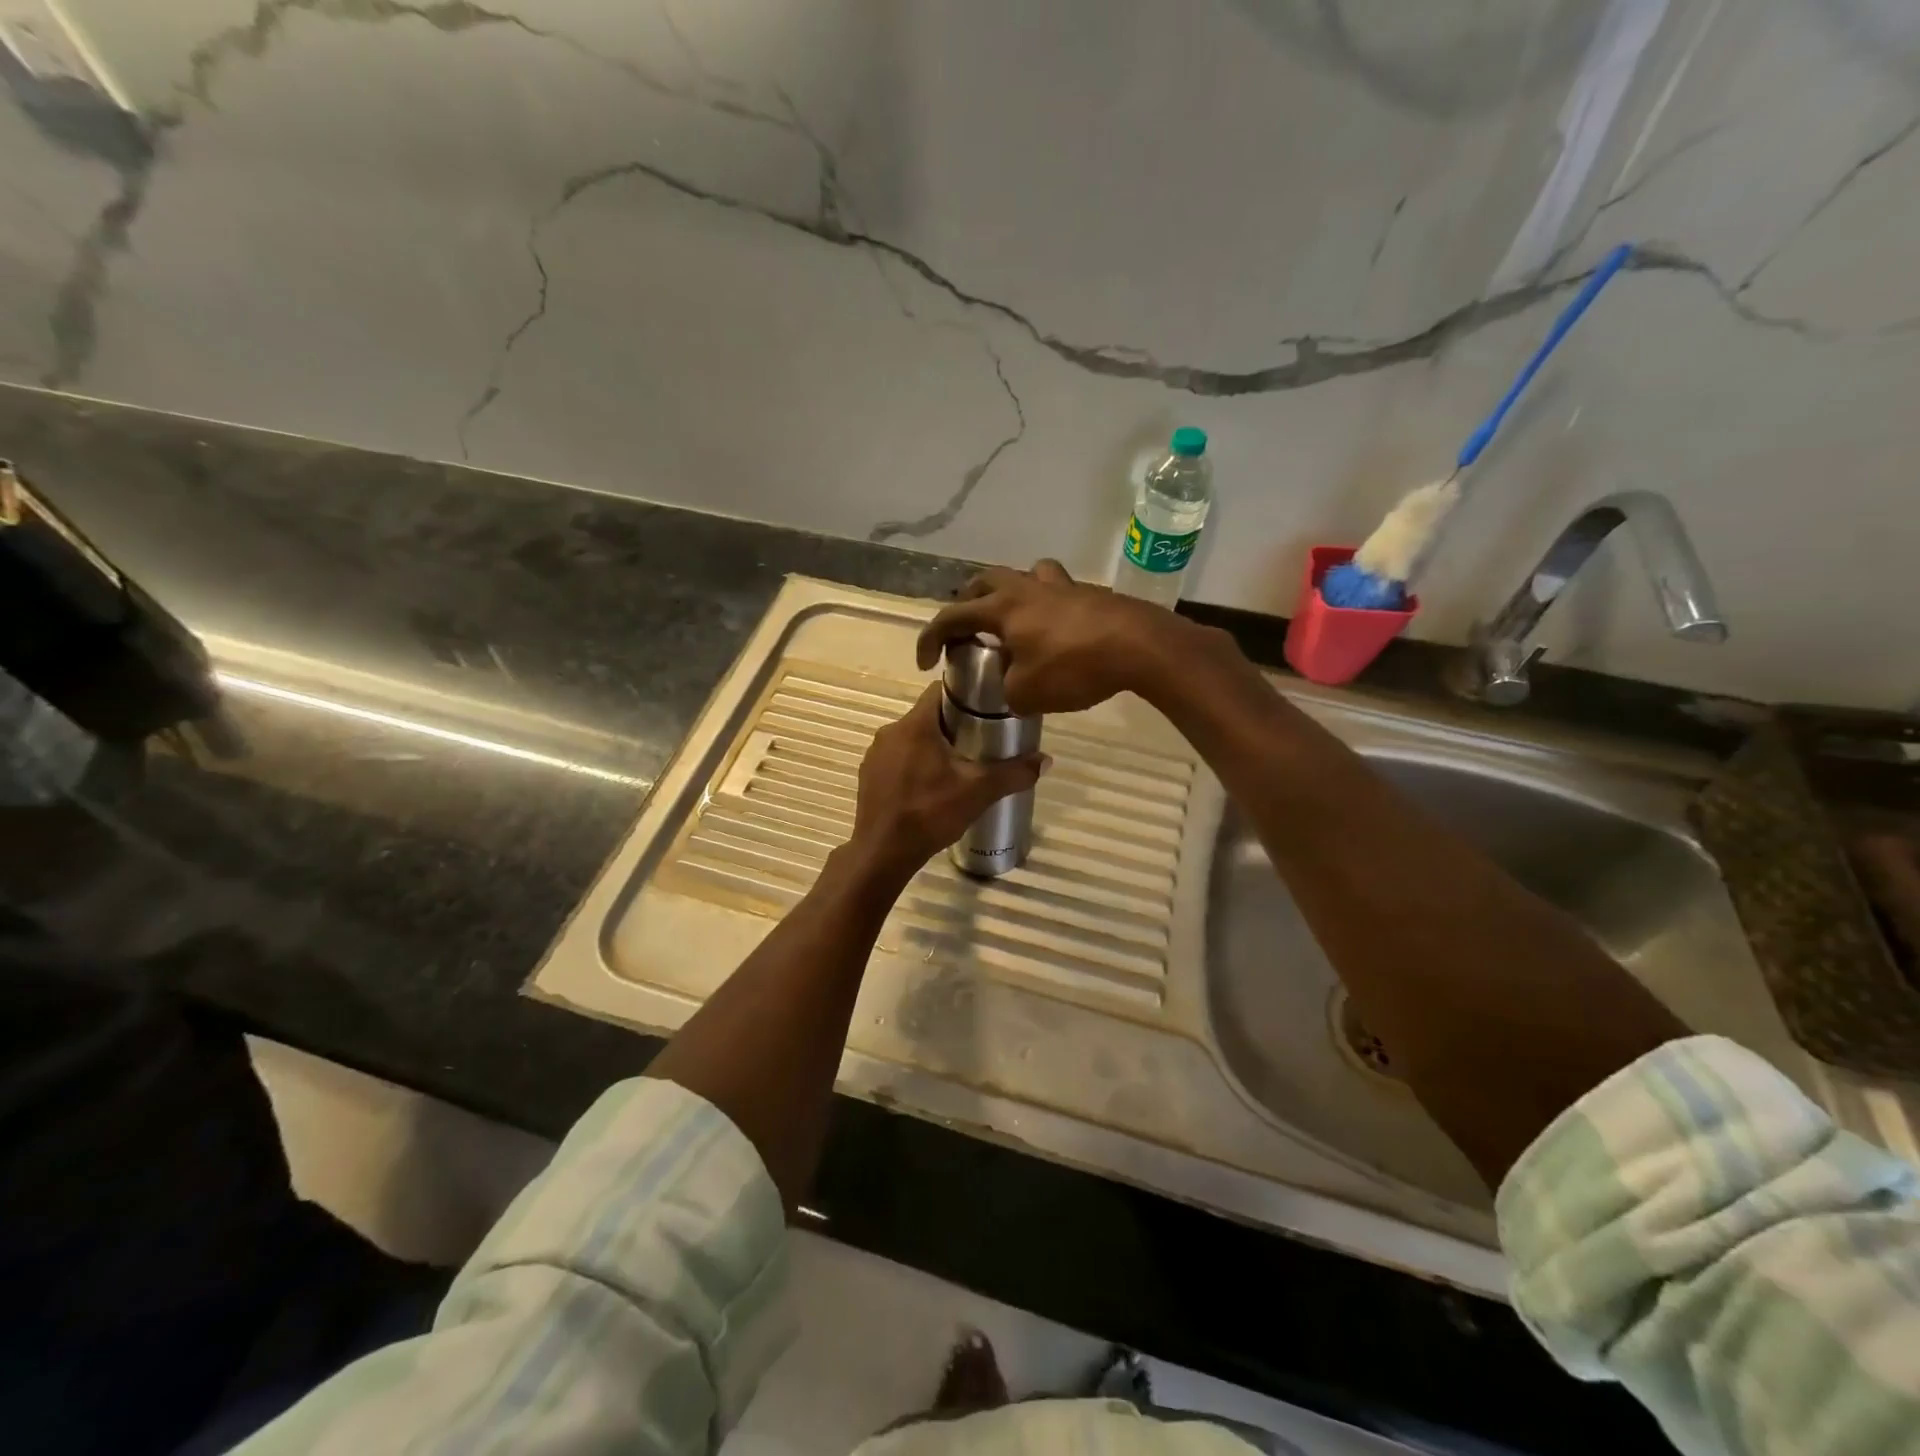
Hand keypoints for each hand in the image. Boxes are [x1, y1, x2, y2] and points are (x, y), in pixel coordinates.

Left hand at [848, 684, 1045, 880]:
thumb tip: (1046, 760)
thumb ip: (1013, 773)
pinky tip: (929, 787)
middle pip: (926, 716)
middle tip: (978, 743)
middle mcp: (890, 732)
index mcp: (915, 725)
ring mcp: (875, 754)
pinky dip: (913, 765)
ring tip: (957, 767)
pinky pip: (896, 759)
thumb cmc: (930, 813)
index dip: (963, 695)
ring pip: (910, 739)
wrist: (883, 853)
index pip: (938, 690)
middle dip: (952, 725)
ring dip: (931, 747)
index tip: (984, 708)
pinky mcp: (868, 775)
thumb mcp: (978, 792)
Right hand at [915, 559, 1196, 715]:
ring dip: (1009, 593)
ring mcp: (1062, 587)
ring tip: (1011, 620)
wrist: (1139, 646)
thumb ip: (1006, 689)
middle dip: (968, 603)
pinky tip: (1054, 632)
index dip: (930, 638)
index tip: (925, 663)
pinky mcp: (1090, 594)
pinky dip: (1044, 606)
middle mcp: (1027, 588)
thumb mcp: (1026, 693)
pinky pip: (1056, 592)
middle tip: (966, 628)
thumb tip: (1010, 685)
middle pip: (986, 581)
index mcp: (1002, 608)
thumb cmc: (1074, 667)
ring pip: (1025, 575)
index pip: (952, 616)